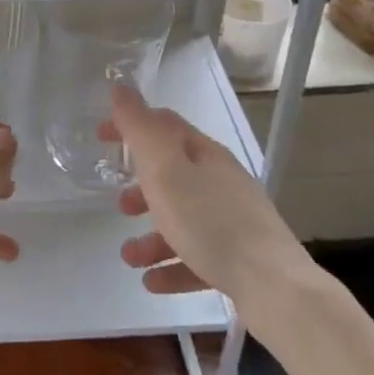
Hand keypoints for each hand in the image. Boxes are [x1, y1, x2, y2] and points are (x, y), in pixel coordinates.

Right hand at [104, 85, 308, 298]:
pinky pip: (197, 257)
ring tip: (129, 257)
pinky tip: (152, 281)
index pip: (164, 125)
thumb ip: (140, 129)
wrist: (273, 286)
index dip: (130, 126)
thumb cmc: (209, 222)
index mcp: (205, 155)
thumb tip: (122, 88)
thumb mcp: (165, 169)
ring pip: (183, 220)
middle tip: (118, 204)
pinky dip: (172, 266)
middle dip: (141, 188)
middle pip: (174, 175)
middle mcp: (222, 183)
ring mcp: (234, 222)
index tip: (99, 137)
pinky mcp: (240, 260)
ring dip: (150, 236)